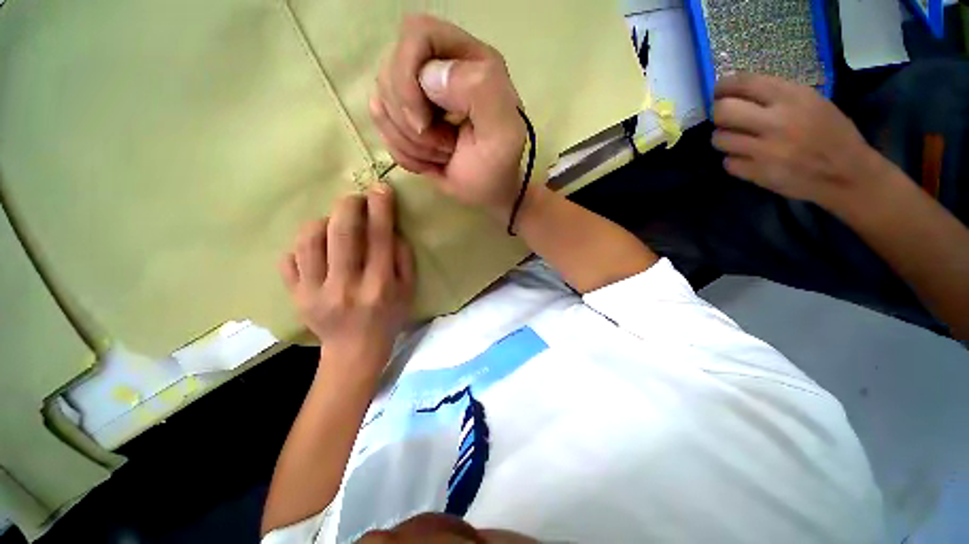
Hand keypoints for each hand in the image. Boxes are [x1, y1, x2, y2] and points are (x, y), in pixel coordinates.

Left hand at [279, 184, 413, 377]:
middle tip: (355, 199)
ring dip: (323, 222)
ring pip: (309, 240)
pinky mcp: (295, 296)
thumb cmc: (388, 318)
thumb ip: (404, 259)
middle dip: (348, 205)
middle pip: (341, 233)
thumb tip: (391, 230)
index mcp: (379, 286)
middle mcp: (345, 286)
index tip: (380, 189)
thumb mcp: (408, 291)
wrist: (354, 351)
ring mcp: (314, 291)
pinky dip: (302, 245)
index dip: (380, 209)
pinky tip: (317, 248)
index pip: (378, 238)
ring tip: (334, 224)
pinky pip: (289, 258)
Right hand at [371, 14, 526, 219]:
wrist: (489, 192)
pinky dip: (404, 154)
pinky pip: (382, 129)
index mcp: (468, 60)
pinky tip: (429, 163)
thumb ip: (480, 91)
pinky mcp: (407, 121)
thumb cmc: (499, 166)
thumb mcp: (504, 133)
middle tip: (445, 146)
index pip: (416, 34)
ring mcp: (419, 96)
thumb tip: (429, 77)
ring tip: (442, 155)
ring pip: (381, 103)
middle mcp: (440, 69)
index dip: (407, 77)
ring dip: (409, 142)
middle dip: (411, 122)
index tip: (423, 122)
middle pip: (389, 71)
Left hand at [711, 73, 889, 210]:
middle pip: (722, 111)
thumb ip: (777, 96)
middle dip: (719, 113)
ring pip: (720, 139)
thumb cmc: (832, 134)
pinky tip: (745, 158)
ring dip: (723, 138)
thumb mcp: (812, 102)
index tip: (720, 90)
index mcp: (792, 98)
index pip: (744, 83)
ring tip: (736, 139)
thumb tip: (739, 94)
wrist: (846, 175)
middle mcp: (775, 121)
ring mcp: (764, 150)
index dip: (724, 86)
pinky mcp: (757, 173)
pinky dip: (732, 160)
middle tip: (725, 117)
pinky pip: (728, 163)